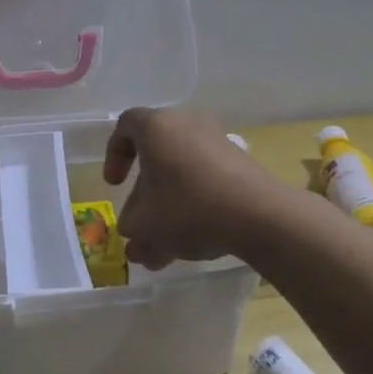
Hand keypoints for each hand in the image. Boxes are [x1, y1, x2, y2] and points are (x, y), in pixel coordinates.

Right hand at [103, 108, 283, 268]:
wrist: (258, 214)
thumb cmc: (188, 207)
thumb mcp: (146, 224)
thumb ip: (131, 226)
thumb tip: (133, 231)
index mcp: (157, 127)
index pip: (126, 126)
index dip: (114, 154)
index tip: (115, 185)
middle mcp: (187, 124)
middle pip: (156, 155)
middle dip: (144, 194)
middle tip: (140, 224)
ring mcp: (217, 142)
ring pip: (181, 174)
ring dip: (168, 207)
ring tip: (163, 249)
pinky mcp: (239, 163)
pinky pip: (205, 180)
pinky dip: (194, 205)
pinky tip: (191, 243)